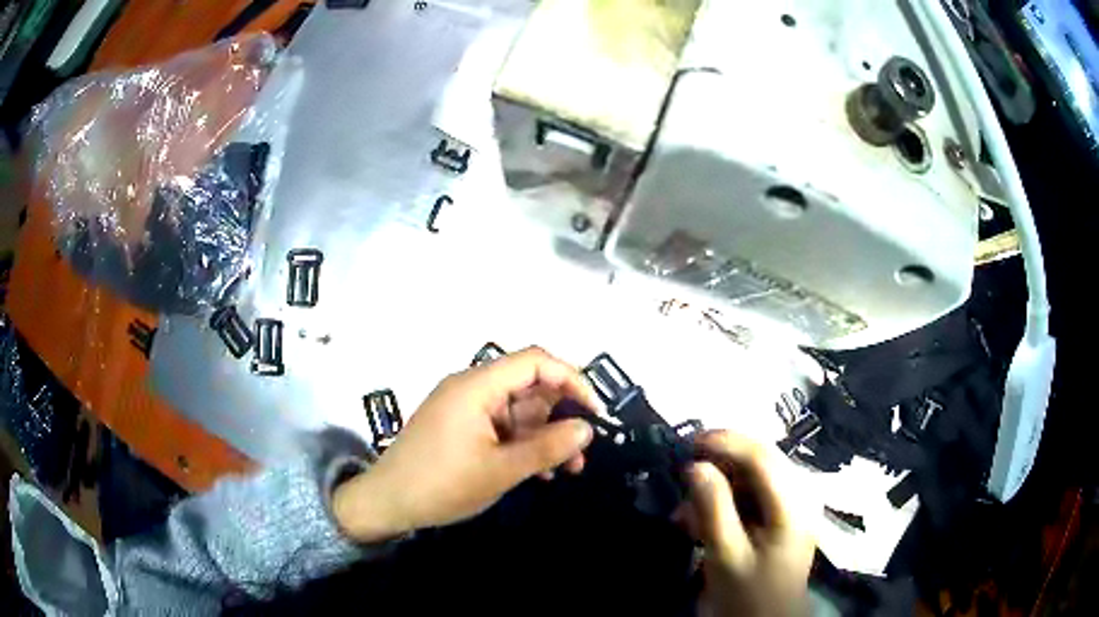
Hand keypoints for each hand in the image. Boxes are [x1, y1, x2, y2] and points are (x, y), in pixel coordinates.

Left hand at [333, 347, 599, 542]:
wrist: (387, 502)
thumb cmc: (442, 484)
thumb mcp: (501, 470)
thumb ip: (548, 448)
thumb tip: (587, 429)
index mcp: (477, 385)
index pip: (535, 361)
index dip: (571, 380)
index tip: (594, 412)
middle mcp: (470, 387)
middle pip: (528, 386)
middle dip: (559, 416)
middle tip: (581, 451)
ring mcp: (462, 406)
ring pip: (517, 409)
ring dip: (543, 436)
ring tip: (564, 470)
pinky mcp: (458, 425)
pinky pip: (500, 424)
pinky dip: (521, 442)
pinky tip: (538, 470)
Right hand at [679, 431, 815, 616]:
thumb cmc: (747, 593)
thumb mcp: (725, 555)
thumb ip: (712, 508)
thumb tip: (694, 465)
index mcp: (793, 505)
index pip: (761, 456)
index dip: (725, 442)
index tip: (688, 443)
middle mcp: (800, 495)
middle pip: (759, 461)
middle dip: (718, 466)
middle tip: (682, 480)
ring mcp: (793, 504)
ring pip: (753, 476)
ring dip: (718, 487)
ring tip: (686, 514)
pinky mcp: (783, 515)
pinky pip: (753, 494)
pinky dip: (726, 501)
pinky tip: (700, 521)